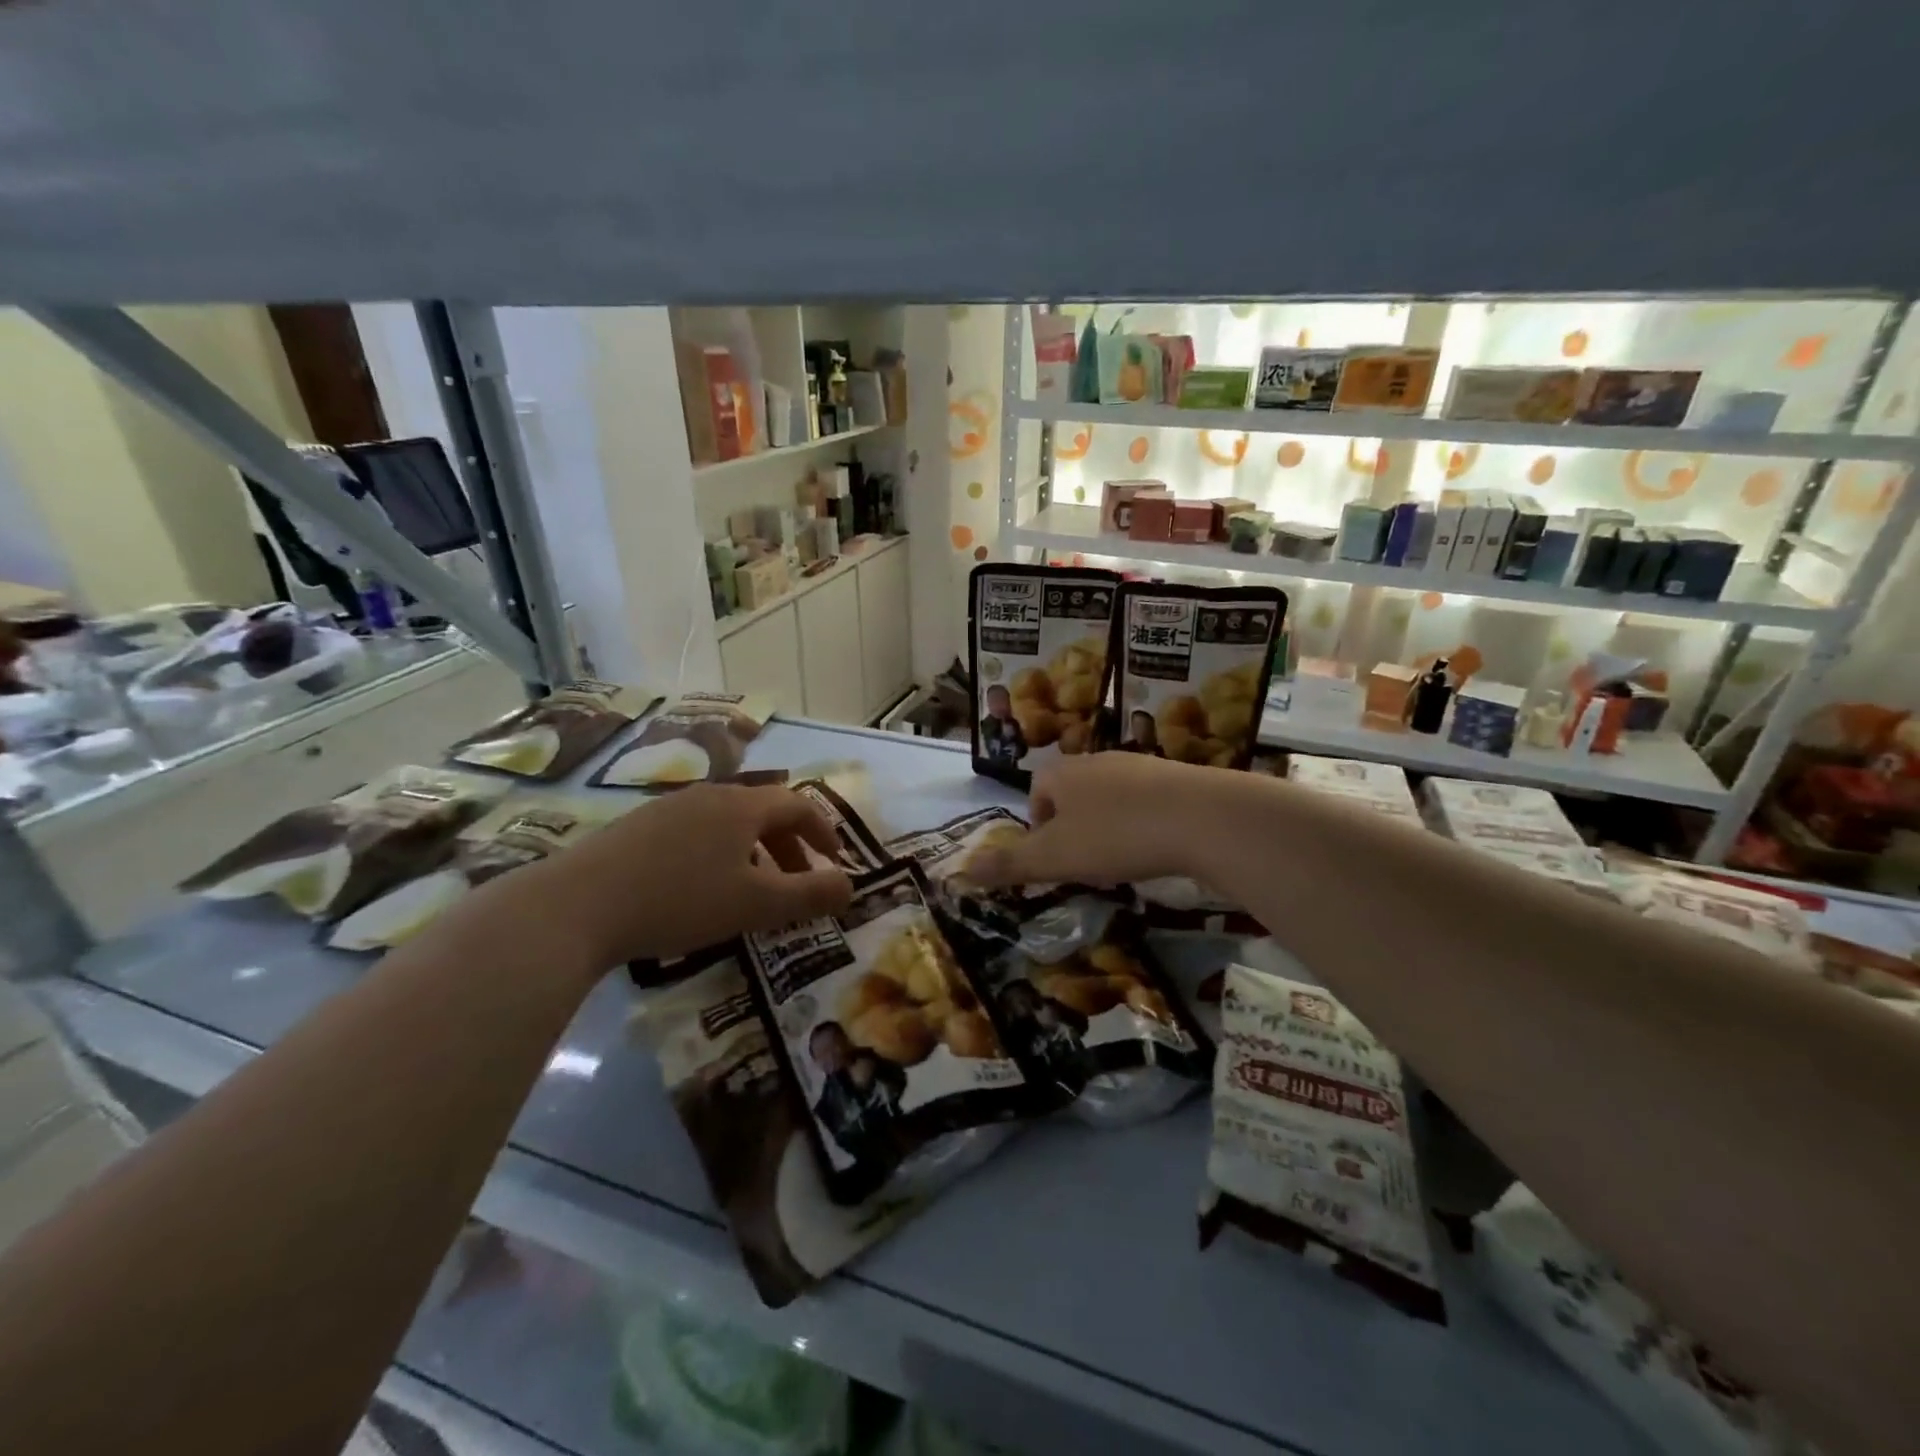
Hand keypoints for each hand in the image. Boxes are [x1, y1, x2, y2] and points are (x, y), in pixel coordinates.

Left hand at [492, 784, 853, 967]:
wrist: (574, 907)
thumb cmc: (680, 901)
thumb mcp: (756, 905)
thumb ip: (810, 895)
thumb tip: (851, 886)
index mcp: (741, 806)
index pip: (798, 804)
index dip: (825, 831)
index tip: (837, 860)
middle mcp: (708, 795)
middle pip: (763, 811)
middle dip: (790, 846)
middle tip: (798, 883)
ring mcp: (667, 808)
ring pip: (728, 823)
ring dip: (753, 852)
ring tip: (751, 891)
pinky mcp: (635, 828)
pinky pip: (695, 833)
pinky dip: (717, 855)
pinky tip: (699, 890)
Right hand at [965, 754, 1234, 888]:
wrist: (1201, 817)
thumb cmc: (1115, 836)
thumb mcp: (1053, 858)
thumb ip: (1008, 864)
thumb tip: (959, 871)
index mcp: (1062, 773)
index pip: (1037, 791)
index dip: (1038, 825)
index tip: (1053, 857)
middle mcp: (1097, 761)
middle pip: (1072, 791)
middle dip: (1073, 826)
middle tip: (1085, 862)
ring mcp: (1138, 765)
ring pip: (1109, 796)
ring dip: (1107, 824)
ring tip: (1121, 858)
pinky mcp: (1175, 776)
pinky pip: (1146, 800)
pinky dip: (1142, 822)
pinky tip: (1156, 847)